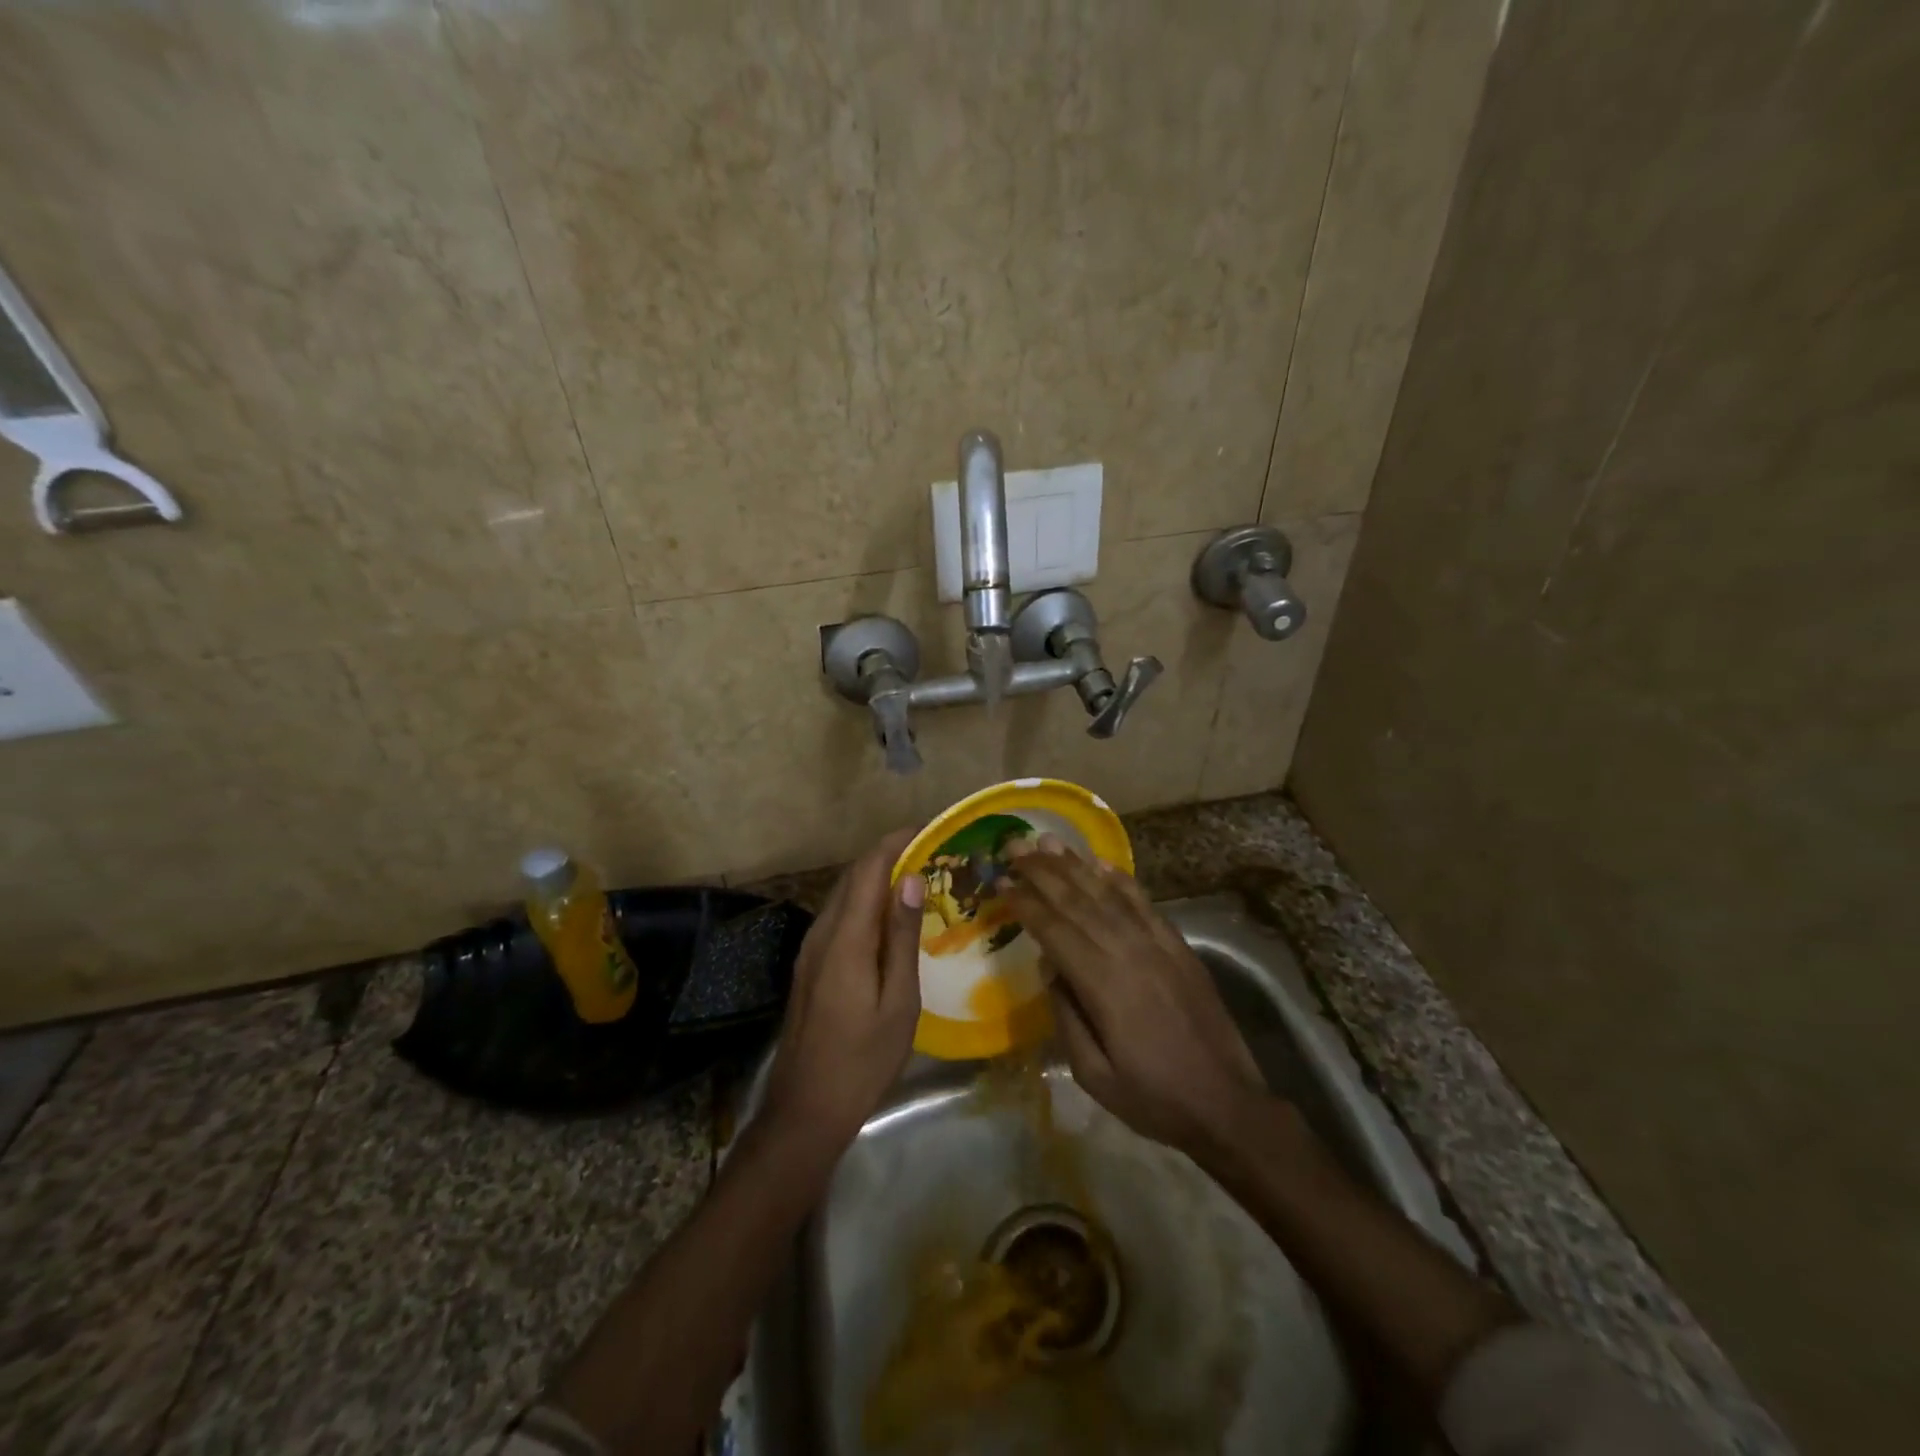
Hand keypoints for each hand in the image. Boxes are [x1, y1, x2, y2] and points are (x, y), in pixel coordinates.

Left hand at [760, 828, 924, 1148]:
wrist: (805, 1109)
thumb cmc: (863, 1059)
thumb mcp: (898, 1001)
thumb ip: (901, 937)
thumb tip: (911, 879)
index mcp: (845, 939)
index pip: (868, 870)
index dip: (895, 842)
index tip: (928, 829)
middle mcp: (821, 934)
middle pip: (852, 877)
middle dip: (888, 855)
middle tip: (931, 853)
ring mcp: (810, 950)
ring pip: (843, 896)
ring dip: (876, 878)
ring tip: (917, 879)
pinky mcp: (809, 966)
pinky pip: (838, 918)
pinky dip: (864, 904)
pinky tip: (888, 919)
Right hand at [1004, 837, 1265, 1155]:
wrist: (1227, 1105)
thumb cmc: (1153, 1098)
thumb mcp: (1093, 1075)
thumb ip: (1066, 1016)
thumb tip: (1048, 966)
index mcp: (1103, 986)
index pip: (1054, 930)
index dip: (1025, 903)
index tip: (1000, 881)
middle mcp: (1129, 953)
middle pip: (1077, 901)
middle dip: (1042, 871)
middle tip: (1013, 846)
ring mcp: (1158, 945)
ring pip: (1108, 894)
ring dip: (1075, 865)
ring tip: (1048, 841)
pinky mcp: (1179, 946)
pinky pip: (1144, 903)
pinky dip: (1121, 879)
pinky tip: (1101, 862)